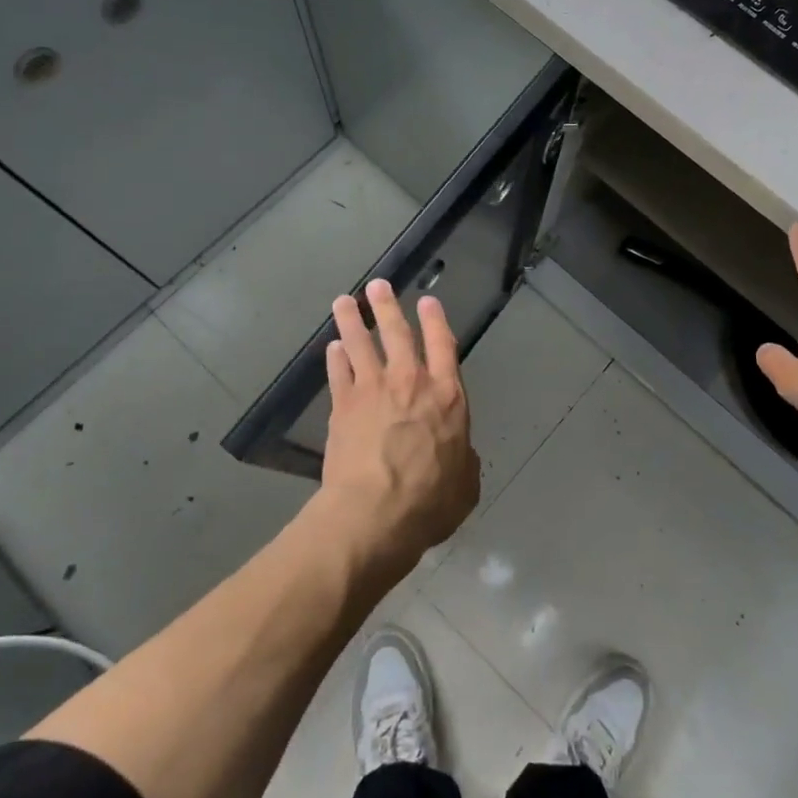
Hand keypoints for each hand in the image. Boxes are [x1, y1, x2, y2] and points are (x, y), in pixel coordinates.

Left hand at [318, 278, 480, 567]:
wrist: (373, 513)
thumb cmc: (429, 502)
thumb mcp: (465, 485)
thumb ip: (464, 462)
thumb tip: (461, 456)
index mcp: (447, 396)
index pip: (443, 346)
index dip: (435, 320)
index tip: (427, 301)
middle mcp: (410, 382)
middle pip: (397, 333)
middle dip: (387, 306)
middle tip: (377, 285)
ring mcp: (373, 390)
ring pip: (360, 343)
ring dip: (352, 320)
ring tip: (344, 301)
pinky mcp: (343, 405)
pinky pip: (339, 372)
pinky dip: (335, 358)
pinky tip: (332, 348)